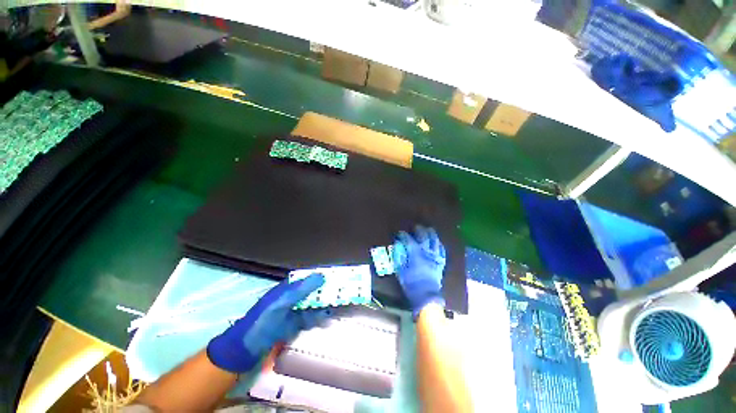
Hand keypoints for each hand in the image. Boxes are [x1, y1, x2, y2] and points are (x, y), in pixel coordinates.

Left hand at [207, 273, 329, 372]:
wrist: (245, 350)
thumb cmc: (262, 322)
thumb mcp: (281, 304)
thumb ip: (300, 290)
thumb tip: (321, 275)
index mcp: (287, 288)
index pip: (308, 278)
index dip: (322, 277)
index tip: (337, 277)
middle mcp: (292, 297)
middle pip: (313, 291)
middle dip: (326, 291)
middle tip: (342, 293)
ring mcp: (293, 311)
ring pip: (313, 305)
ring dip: (324, 305)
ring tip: (338, 306)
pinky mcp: (294, 325)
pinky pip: (309, 318)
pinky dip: (318, 318)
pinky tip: (326, 320)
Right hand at [392, 225, 445, 316]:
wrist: (426, 296)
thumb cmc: (411, 284)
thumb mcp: (401, 271)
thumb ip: (399, 257)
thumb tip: (397, 246)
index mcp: (415, 254)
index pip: (409, 240)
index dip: (404, 235)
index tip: (400, 233)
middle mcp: (426, 252)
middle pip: (424, 236)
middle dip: (419, 230)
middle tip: (416, 227)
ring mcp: (435, 257)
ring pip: (435, 241)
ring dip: (431, 233)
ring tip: (428, 229)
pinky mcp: (441, 262)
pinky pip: (442, 250)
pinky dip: (439, 244)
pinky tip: (437, 241)